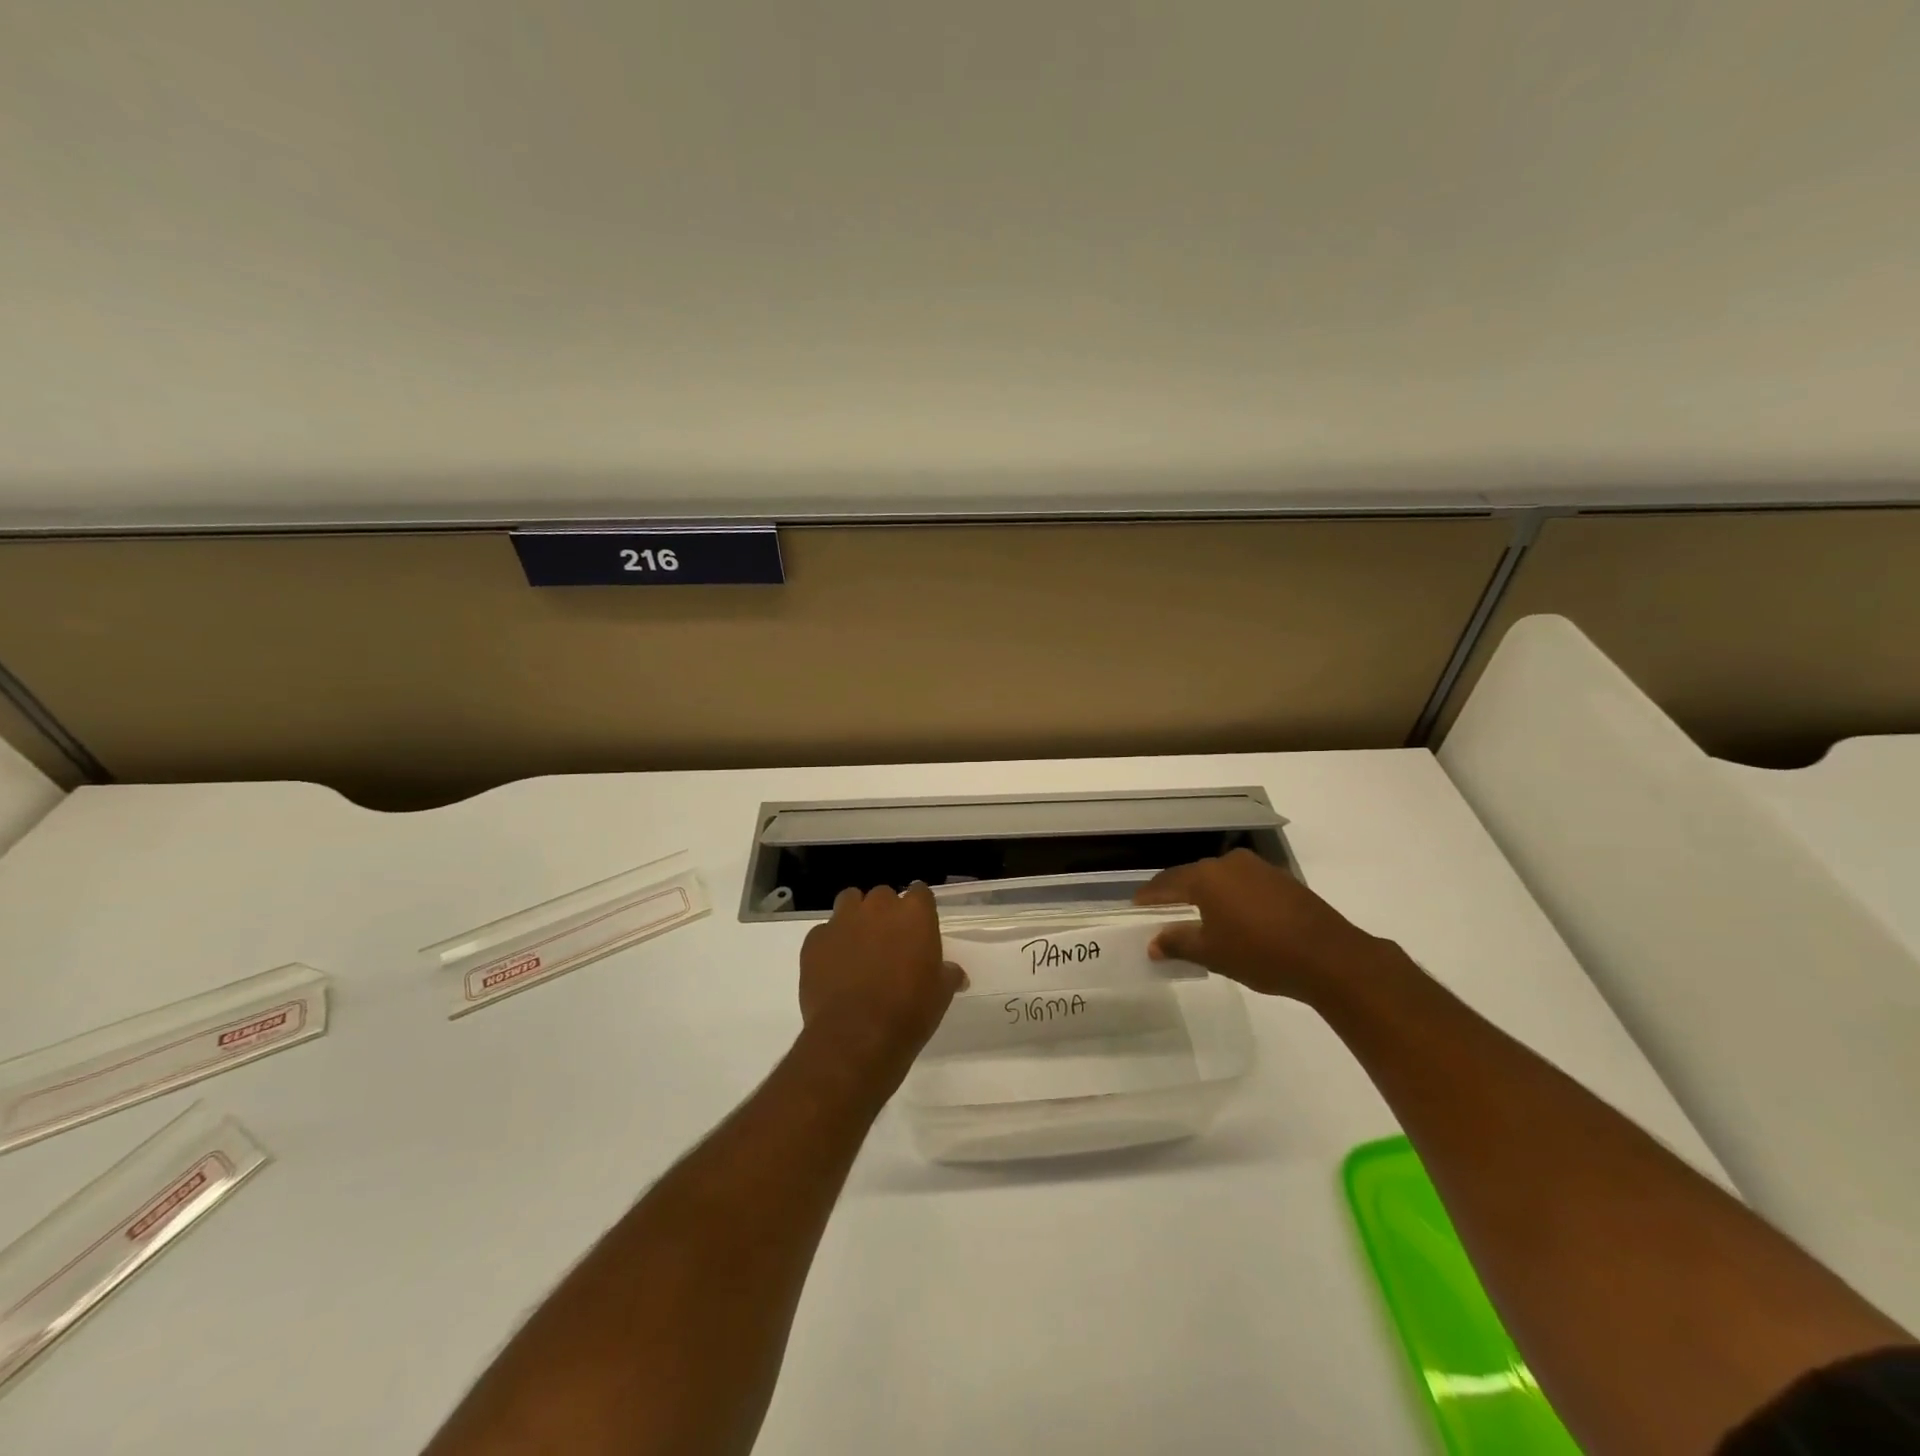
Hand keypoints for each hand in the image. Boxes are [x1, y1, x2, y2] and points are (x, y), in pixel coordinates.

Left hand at [799, 884, 966, 1093]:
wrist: (856, 1037)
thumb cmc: (908, 1013)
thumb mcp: (940, 995)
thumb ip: (947, 974)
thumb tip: (955, 973)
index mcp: (915, 914)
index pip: (920, 892)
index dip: (919, 907)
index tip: (918, 925)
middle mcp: (878, 907)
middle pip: (883, 896)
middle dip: (885, 913)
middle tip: (888, 942)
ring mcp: (843, 920)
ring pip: (850, 901)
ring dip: (855, 917)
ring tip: (858, 946)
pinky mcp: (815, 940)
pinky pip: (824, 932)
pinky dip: (830, 944)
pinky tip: (833, 968)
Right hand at [1135, 848, 1397, 1002]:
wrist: (1330, 957)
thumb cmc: (1260, 953)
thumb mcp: (1212, 953)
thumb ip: (1178, 943)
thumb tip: (1153, 944)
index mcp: (1206, 876)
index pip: (1167, 882)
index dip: (1149, 896)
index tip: (1136, 906)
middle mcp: (1230, 864)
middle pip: (1193, 877)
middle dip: (1177, 894)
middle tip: (1162, 912)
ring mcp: (1259, 869)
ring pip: (1221, 880)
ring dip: (1206, 896)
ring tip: (1197, 917)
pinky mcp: (1283, 881)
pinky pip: (1244, 886)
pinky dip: (1232, 899)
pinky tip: (1234, 919)